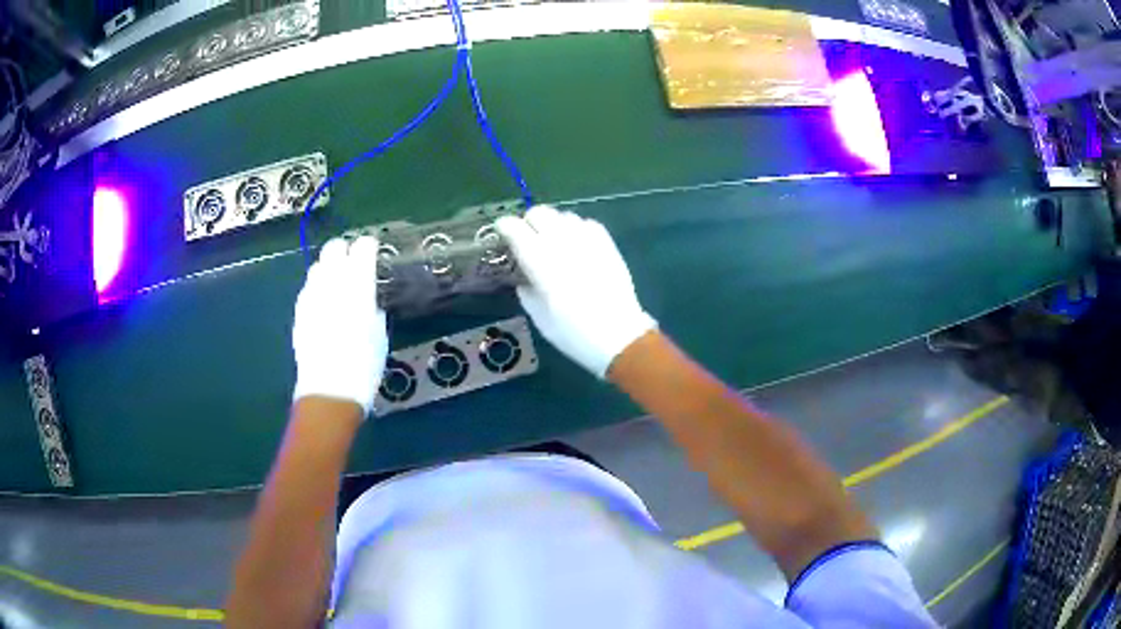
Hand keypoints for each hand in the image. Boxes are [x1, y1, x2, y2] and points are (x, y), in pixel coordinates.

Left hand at [292, 236, 387, 415]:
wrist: (330, 388)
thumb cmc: (364, 363)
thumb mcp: (379, 331)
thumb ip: (372, 305)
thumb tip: (367, 297)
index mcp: (358, 284)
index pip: (362, 248)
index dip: (369, 246)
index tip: (373, 251)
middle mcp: (332, 281)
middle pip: (334, 248)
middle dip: (344, 250)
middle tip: (353, 262)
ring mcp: (312, 294)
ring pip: (318, 266)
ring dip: (329, 268)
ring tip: (337, 283)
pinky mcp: (299, 309)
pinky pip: (309, 288)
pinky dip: (317, 288)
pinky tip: (324, 303)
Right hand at [496, 205, 655, 377]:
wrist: (619, 336)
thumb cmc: (573, 333)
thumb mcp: (540, 317)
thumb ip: (527, 290)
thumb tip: (524, 277)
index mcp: (540, 262)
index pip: (515, 228)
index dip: (505, 227)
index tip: (503, 233)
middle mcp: (562, 243)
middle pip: (539, 213)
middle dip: (529, 222)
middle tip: (528, 239)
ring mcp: (587, 240)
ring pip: (563, 215)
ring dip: (553, 225)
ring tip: (554, 243)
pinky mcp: (607, 243)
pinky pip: (586, 223)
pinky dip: (576, 229)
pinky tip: (577, 245)